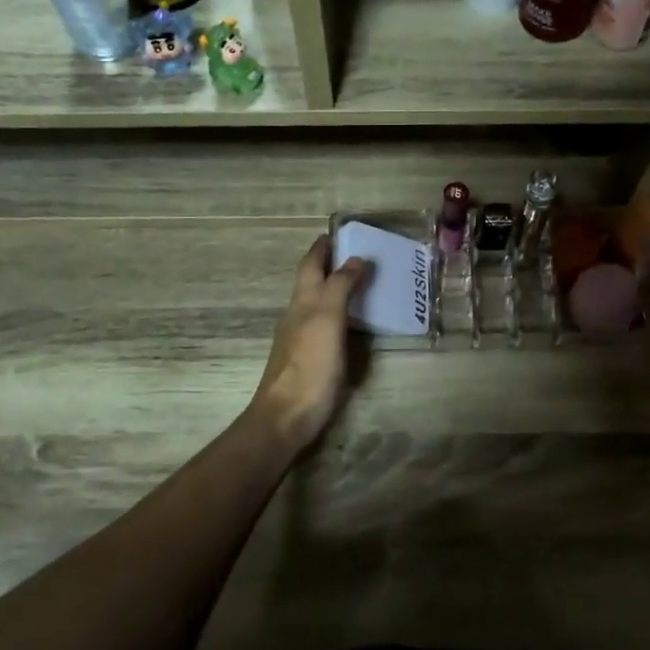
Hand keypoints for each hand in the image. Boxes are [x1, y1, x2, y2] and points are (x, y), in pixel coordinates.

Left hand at [249, 235, 369, 454]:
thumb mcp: (327, 319)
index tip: (338, 232)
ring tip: (362, 284)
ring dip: (335, 290)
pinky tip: (353, 324)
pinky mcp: (309, 361)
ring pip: (317, 304)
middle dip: (330, 266)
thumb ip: (340, 287)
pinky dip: (339, 316)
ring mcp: (300, 340)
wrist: (287, 417)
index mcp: (302, 302)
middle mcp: (298, 316)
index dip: (322, 248)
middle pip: (312, 283)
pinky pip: (326, 327)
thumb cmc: (309, 365)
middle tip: (358, 255)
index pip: (310, 265)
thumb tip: (355, 258)